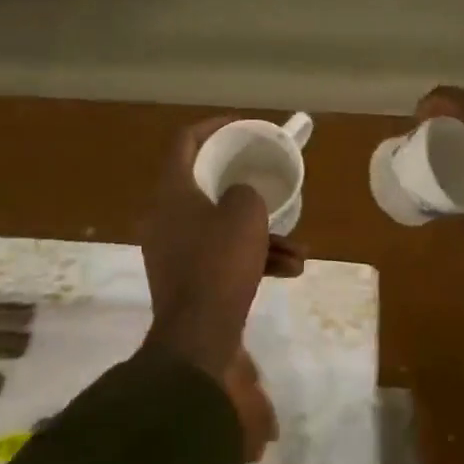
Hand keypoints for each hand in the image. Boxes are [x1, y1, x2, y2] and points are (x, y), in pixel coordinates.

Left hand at [140, 117, 303, 452]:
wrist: (199, 337)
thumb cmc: (219, 265)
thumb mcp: (245, 216)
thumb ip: (245, 194)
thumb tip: (240, 200)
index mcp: (171, 192)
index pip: (185, 142)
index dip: (215, 127)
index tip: (243, 126)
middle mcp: (165, 217)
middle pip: (206, 187)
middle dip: (247, 192)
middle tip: (269, 186)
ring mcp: (173, 250)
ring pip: (220, 228)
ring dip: (260, 235)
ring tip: (299, 251)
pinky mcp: (186, 279)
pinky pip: (220, 256)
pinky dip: (251, 258)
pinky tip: (288, 271)